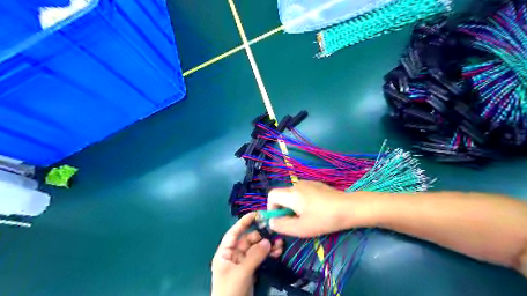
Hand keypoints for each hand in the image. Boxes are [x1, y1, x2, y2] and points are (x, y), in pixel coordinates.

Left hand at [211, 213, 283, 295]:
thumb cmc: (230, 291)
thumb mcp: (241, 272)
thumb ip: (254, 256)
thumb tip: (268, 241)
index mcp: (225, 253)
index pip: (233, 233)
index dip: (243, 223)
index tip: (255, 214)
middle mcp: (233, 255)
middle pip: (248, 240)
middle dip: (261, 236)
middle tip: (274, 233)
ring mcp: (243, 263)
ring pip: (256, 249)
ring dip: (267, 245)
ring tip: (280, 244)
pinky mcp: (251, 270)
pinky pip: (260, 258)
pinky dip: (268, 254)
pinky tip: (278, 252)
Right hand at [268, 180, 369, 237]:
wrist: (348, 208)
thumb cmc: (323, 219)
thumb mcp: (301, 228)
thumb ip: (282, 225)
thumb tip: (271, 221)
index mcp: (291, 194)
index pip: (271, 195)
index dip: (271, 207)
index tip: (280, 219)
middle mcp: (297, 185)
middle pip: (282, 195)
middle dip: (284, 209)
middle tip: (295, 221)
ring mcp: (308, 183)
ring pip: (293, 194)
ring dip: (294, 205)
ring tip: (307, 216)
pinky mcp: (316, 184)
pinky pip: (302, 192)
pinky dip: (303, 201)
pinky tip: (316, 209)